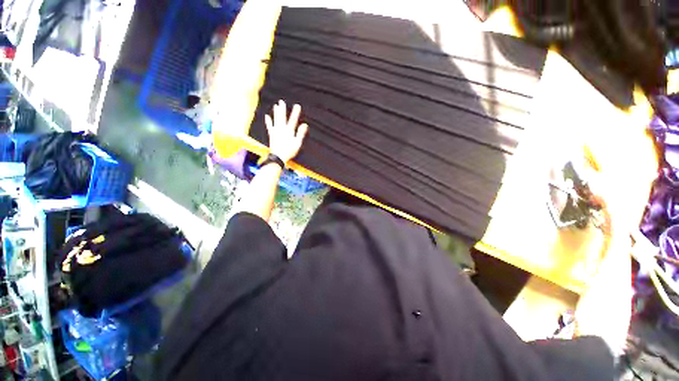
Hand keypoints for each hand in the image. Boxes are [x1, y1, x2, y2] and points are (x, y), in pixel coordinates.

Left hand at [264, 100, 308, 163]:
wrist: (278, 156)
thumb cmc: (289, 151)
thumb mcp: (297, 143)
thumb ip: (300, 133)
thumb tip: (305, 124)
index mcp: (289, 131)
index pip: (293, 120)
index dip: (295, 112)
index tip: (297, 105)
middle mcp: (281, 129)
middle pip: (282, 117)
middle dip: (283, 109)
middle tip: (281, 101)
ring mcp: (275, 131)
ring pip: (276, 119)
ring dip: (275, 112)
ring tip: (275, 105)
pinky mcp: (271, 135)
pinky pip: (269, 126)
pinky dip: (268, 121)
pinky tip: (267, 116)